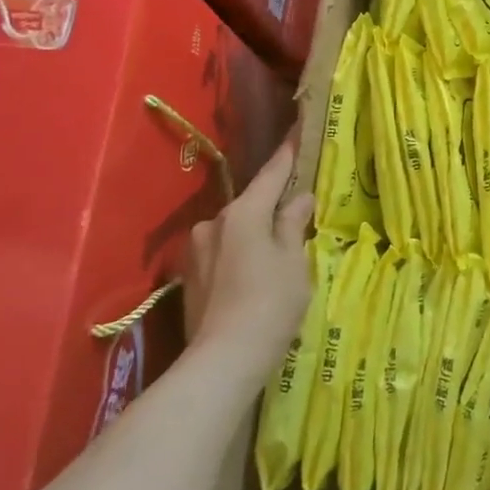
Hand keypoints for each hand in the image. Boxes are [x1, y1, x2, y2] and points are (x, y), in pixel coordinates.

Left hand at [181, 132, 313, 384]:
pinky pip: (223, 253)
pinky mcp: (190, 278)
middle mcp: (214, 223)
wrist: (223, 361)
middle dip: (272, 207)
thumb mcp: (294, 261)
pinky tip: (253, 279)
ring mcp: (196, 251)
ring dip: (254, 236)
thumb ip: (294, 224)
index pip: (272, 173)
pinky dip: (240, 257)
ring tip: (275, 257)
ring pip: (235, 231)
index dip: (288, 153)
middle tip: (297, 215)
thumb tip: (299, 199)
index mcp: (243, 213)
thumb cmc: (270, 304)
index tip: (297, 129)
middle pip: (251, 204)